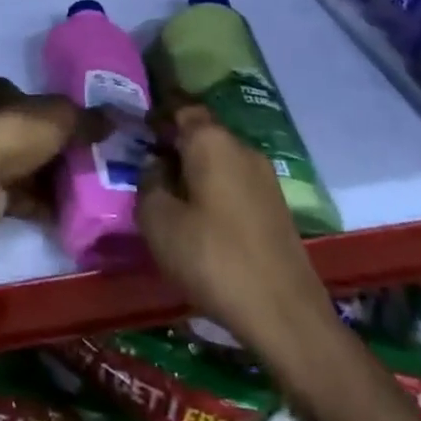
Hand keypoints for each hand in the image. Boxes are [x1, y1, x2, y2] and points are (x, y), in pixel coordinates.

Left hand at [0, 77, 91, 227]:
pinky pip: (23, 196)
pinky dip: (44, 204)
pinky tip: (71, 212)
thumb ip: (87, 118)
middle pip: (33, 134)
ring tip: (91, 189)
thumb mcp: (60, 117)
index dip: (59, 111)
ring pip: (29, 167)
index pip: (33, 97)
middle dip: (60, 149)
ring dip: (54, 179)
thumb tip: (115, 119)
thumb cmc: (13, 134)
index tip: (87, 127)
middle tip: (95, 161)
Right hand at [137, 98, 326, 359]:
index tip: (136, 127)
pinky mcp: (275, 206)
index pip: (181, 107)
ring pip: (219, 159)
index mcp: (211, 141)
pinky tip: (197, 217)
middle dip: (174, 142)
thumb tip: (155, 165)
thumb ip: (148, 182)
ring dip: (193, 168)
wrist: (284, 313)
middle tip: (145, 163)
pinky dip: (212, 189)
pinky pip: (234, 182)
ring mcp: (264, 177)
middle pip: (201, 132)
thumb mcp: (158, 221)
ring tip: (167, 193)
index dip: (157, 113)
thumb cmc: (213, 258)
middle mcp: (241, 148)